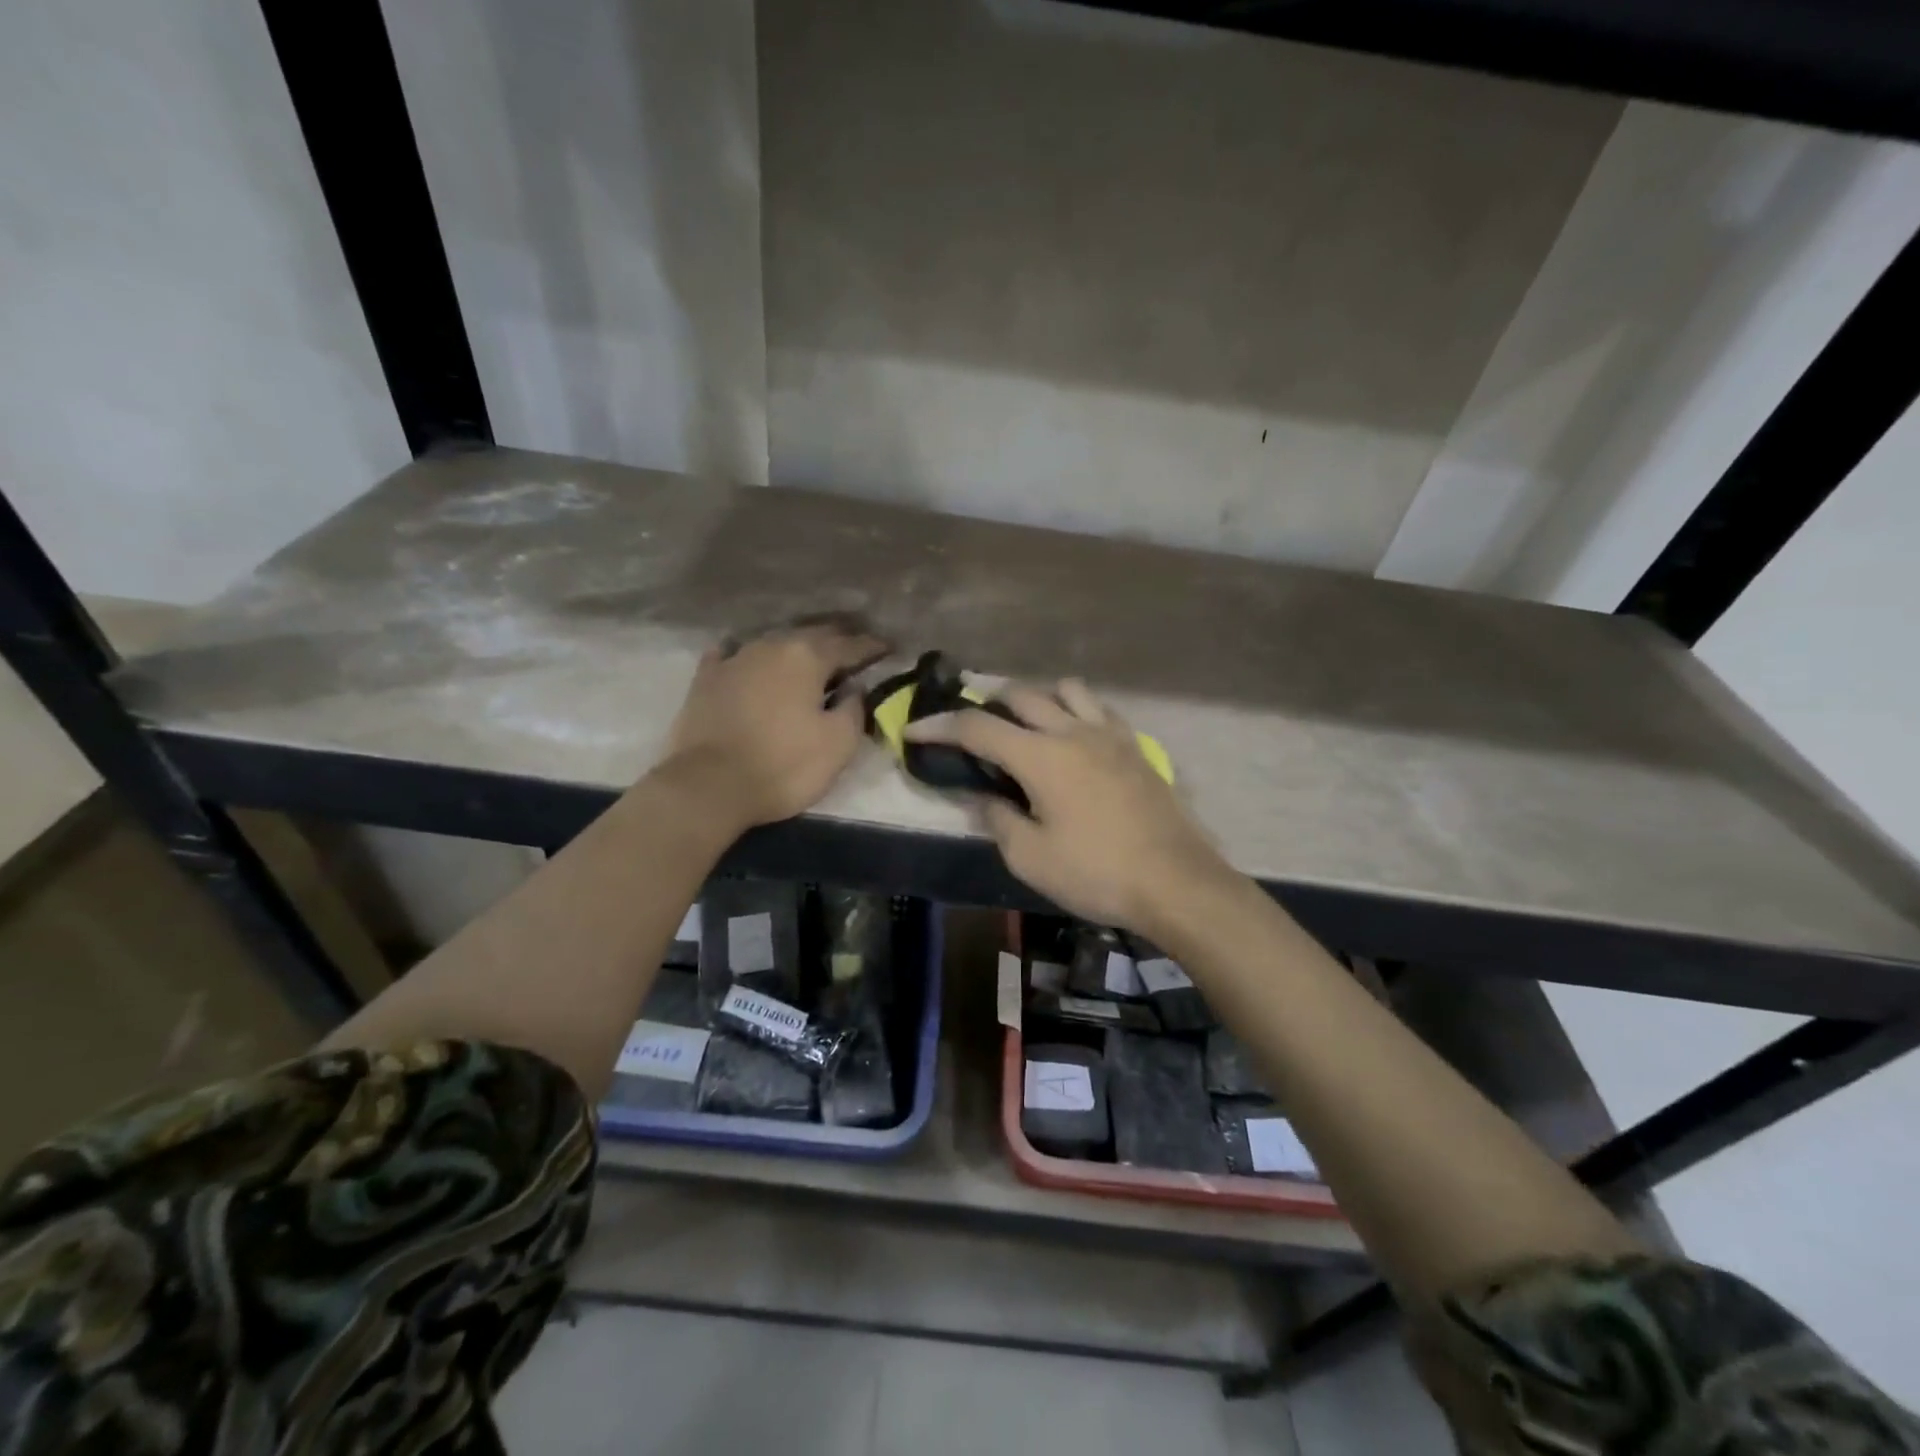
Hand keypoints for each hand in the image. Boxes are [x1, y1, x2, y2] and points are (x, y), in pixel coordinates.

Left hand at [658, 623, 888, 830]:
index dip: (873, 647)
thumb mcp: (838, 744)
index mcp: (807, 657)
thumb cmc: (783, 765)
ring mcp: (735, 659)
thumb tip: (854, 687)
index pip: (850, 646)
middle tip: (856, 646)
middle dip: (838, 638)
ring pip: (774, 642)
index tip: (889, 647)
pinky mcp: (706, 678)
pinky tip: (748, 659)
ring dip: (796, 646)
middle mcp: (772, 646)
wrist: (708, 785)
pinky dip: (748, 656)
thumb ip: (854, 708)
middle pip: (812, 635)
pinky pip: (732, 655)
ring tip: (810, 653)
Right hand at [905, 679, 1230, 933]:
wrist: (1176, 882)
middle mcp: (1072, 731)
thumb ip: (997, 819)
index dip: (939, 726)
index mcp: (1040, 756)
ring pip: (1065, 689)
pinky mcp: (1135, 746)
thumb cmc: (1096, 873)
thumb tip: (984, 797)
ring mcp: (1109, 734)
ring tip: (1026, 726)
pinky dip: (1075, 711)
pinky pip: (1099, 709)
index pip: (976, 727)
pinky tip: (1074, 739)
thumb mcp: (1030, 857)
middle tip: (970, 727)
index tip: (914, 731)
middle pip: (1019, 695)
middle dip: (985, 703)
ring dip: (1036, 699)